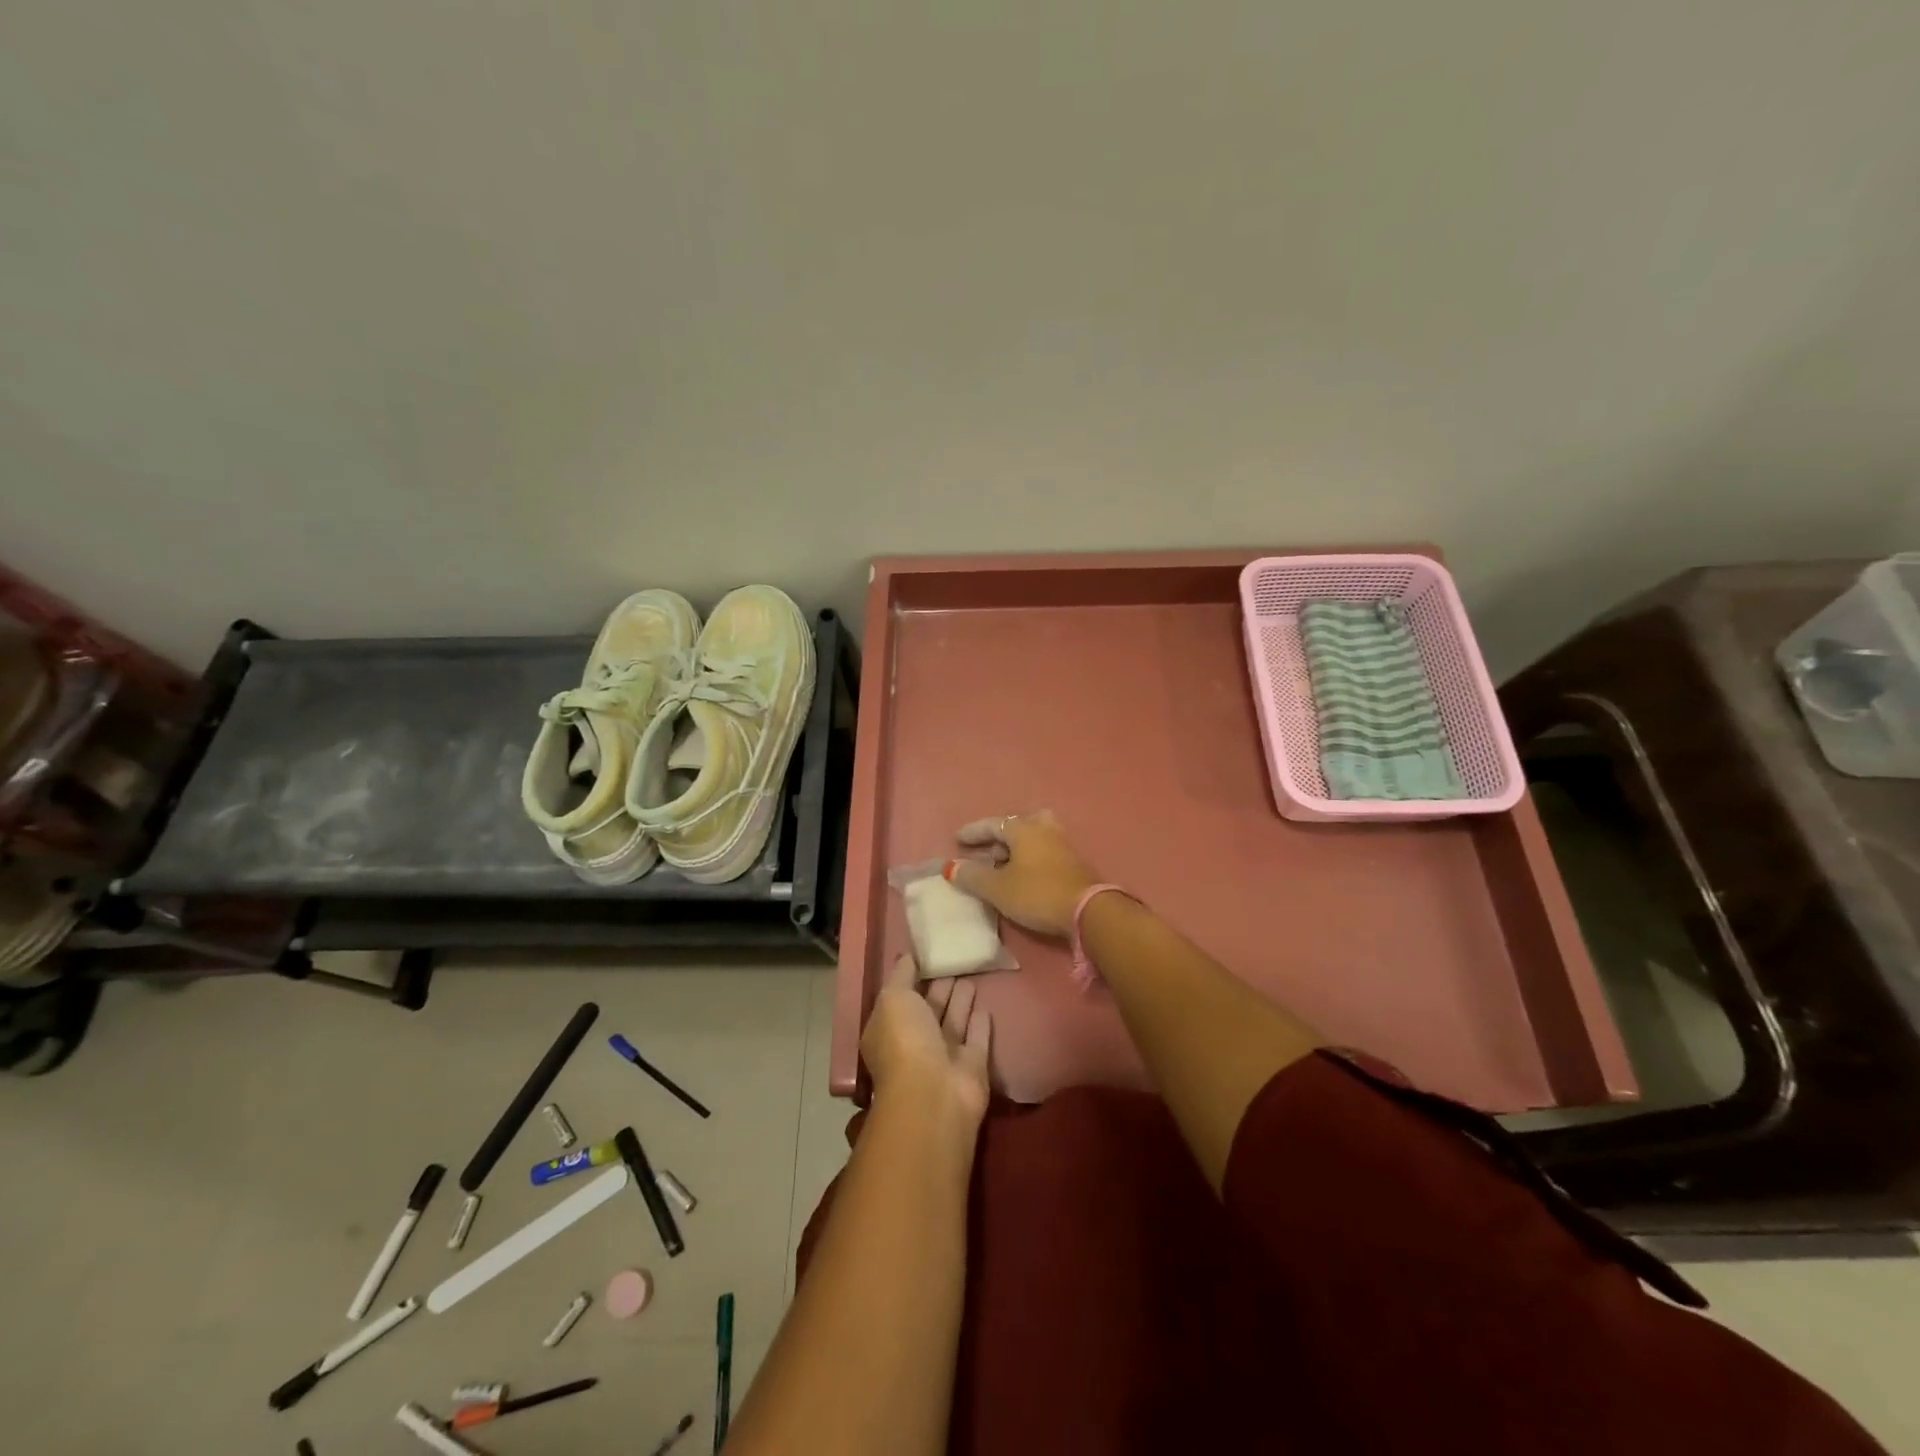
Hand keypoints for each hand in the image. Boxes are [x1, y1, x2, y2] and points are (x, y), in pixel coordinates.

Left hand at [861, 953, 992, 1123]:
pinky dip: (980, 1024)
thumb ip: (902, 975)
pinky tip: (986, 1006)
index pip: (902, 998)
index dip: (912, 977)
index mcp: (890, 1029)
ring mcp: (944, 1057)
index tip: (928, 954)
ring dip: (961, 1001)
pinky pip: (976, 1039)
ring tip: (971, 974)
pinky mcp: (972, 1067)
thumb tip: (908, 956)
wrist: (934, 1093)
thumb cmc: (905, 1041)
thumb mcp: (894, 998)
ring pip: (954, 1022)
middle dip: (940, 987)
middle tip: (954, 960)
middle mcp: (915, 1043)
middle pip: (930, 1009)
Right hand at [947, 810, 1099, 938]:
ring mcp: (1062, 843)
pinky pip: (1043, 850)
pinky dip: (1028, 857)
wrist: (1089, 910)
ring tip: (1002, 864)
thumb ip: (973, 876)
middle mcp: (1044, 829)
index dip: (973, 832)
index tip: (957, 840)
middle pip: (1015, 826)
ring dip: (1014, 848)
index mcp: (1024, 828)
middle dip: (996, 838)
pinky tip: (1023, 874)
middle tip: (982, 853)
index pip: (993, 824)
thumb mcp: (998, 888)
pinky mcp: (1073, 861)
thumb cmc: (1037, 893)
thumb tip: (951, 867)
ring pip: (1032, 837)